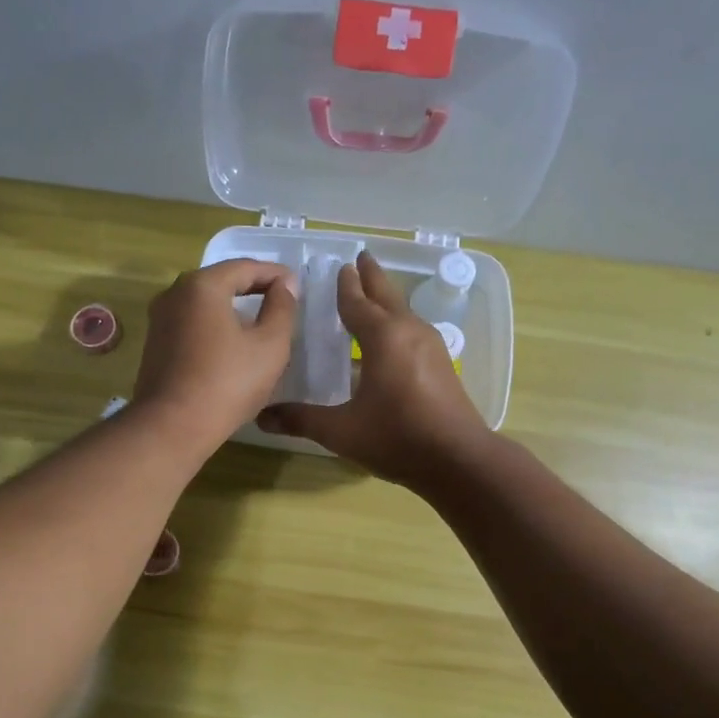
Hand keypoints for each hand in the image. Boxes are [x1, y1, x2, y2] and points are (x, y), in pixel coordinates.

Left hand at [132, 259, 298, 453]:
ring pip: (204, 304)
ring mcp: (159, 320)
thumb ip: (282, 308)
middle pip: (221, 281)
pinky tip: (230, 344)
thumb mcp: (270, 346)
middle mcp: (174, 294)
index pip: (245, 267)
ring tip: (259, 322)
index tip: (296, 285)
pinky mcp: (155, 345)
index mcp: (202, 285)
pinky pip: (191, 324)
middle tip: (280, 299)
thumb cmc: (227, 383)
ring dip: (232, 308)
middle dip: (252, 288)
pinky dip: (214, 326)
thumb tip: (285, 285)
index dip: (275, 274)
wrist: (172, 427)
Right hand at [258, 250, 491, 487]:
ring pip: (404, 312)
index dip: (346, 286)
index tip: (341, 266)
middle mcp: (409, 332)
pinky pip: (414, 330)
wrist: (458, 460)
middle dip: (372, 277)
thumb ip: (301, 420)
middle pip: (387, 296)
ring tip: (374, 293)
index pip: (358, 303)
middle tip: (362, 257)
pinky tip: (393, 337)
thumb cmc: (396, 437)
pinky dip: (398, 322)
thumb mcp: (341, 431)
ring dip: (387, 299)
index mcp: (383, 338)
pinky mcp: (442, 365)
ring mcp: (431, 347)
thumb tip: (261, 417)